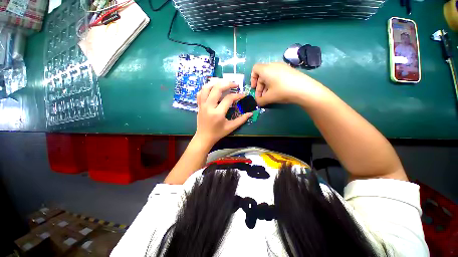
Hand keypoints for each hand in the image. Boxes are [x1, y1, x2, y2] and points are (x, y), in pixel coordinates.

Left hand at [195, 79, 252, 147]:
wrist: (204, 137)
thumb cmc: (218, 133)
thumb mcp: (231, 127)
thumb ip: (241, 120)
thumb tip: (250, 113)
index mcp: (218, 113)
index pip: (229, 99)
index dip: (237, 95)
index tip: (243, 95)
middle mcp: (209, 107)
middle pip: (217, 88)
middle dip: (227, 83)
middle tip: (235, 84)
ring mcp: (202, 105)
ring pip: (206, 88)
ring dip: (216, 83)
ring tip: (224, 83)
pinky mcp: (199, 105)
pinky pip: (200, 93)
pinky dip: (206, 88)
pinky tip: (213, 88)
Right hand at [250, 63, 322, 105]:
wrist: (304, 89)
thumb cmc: (282, 91)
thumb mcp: (269, 98)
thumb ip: (260, 101)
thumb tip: (257, 103)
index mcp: (266, 69)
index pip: (255, 69)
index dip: (252, 79)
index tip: (254, 88)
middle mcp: (273, 65)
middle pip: (262, 74)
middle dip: (259, 86)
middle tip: (261, 97)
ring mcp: (282, 67)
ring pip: (269, 76)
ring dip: (266, 86)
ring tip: (269, 96)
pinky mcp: (289, 71)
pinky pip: (277, 76)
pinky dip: (273, 83)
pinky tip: (277, 92)